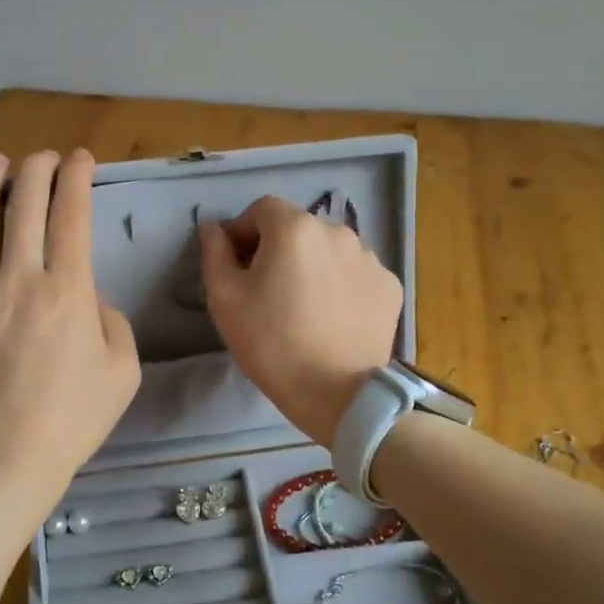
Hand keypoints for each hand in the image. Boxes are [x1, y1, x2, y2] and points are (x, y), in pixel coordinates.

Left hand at [0, 150, 140, 501]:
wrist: (11, 456)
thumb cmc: (75, 416)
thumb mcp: (123, 369)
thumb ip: (111, 321)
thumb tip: (87, 299)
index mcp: (66, 289)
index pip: (71, 215)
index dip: (77, 179)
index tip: (81, 159)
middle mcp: (17, 279)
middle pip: (24, 207)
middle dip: (36, 171)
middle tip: (44, 158)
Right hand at [200, 195, 402, 447]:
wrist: (337, 393)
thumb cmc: (271, 343)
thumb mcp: (225, 299)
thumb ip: (214, 253)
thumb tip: (213, 228)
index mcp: (295, 228)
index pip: (261, 209)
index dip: (243, 232)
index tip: (236, 266)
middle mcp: (337, 231)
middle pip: (298, 228)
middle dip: (278, 249)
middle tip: (266, 291)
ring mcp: (370, 258)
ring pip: (329, 250)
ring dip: (312, 265)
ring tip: (303, 306)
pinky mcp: (389, 286)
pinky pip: (354, 274)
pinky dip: (340, 286)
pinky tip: (331, 318)